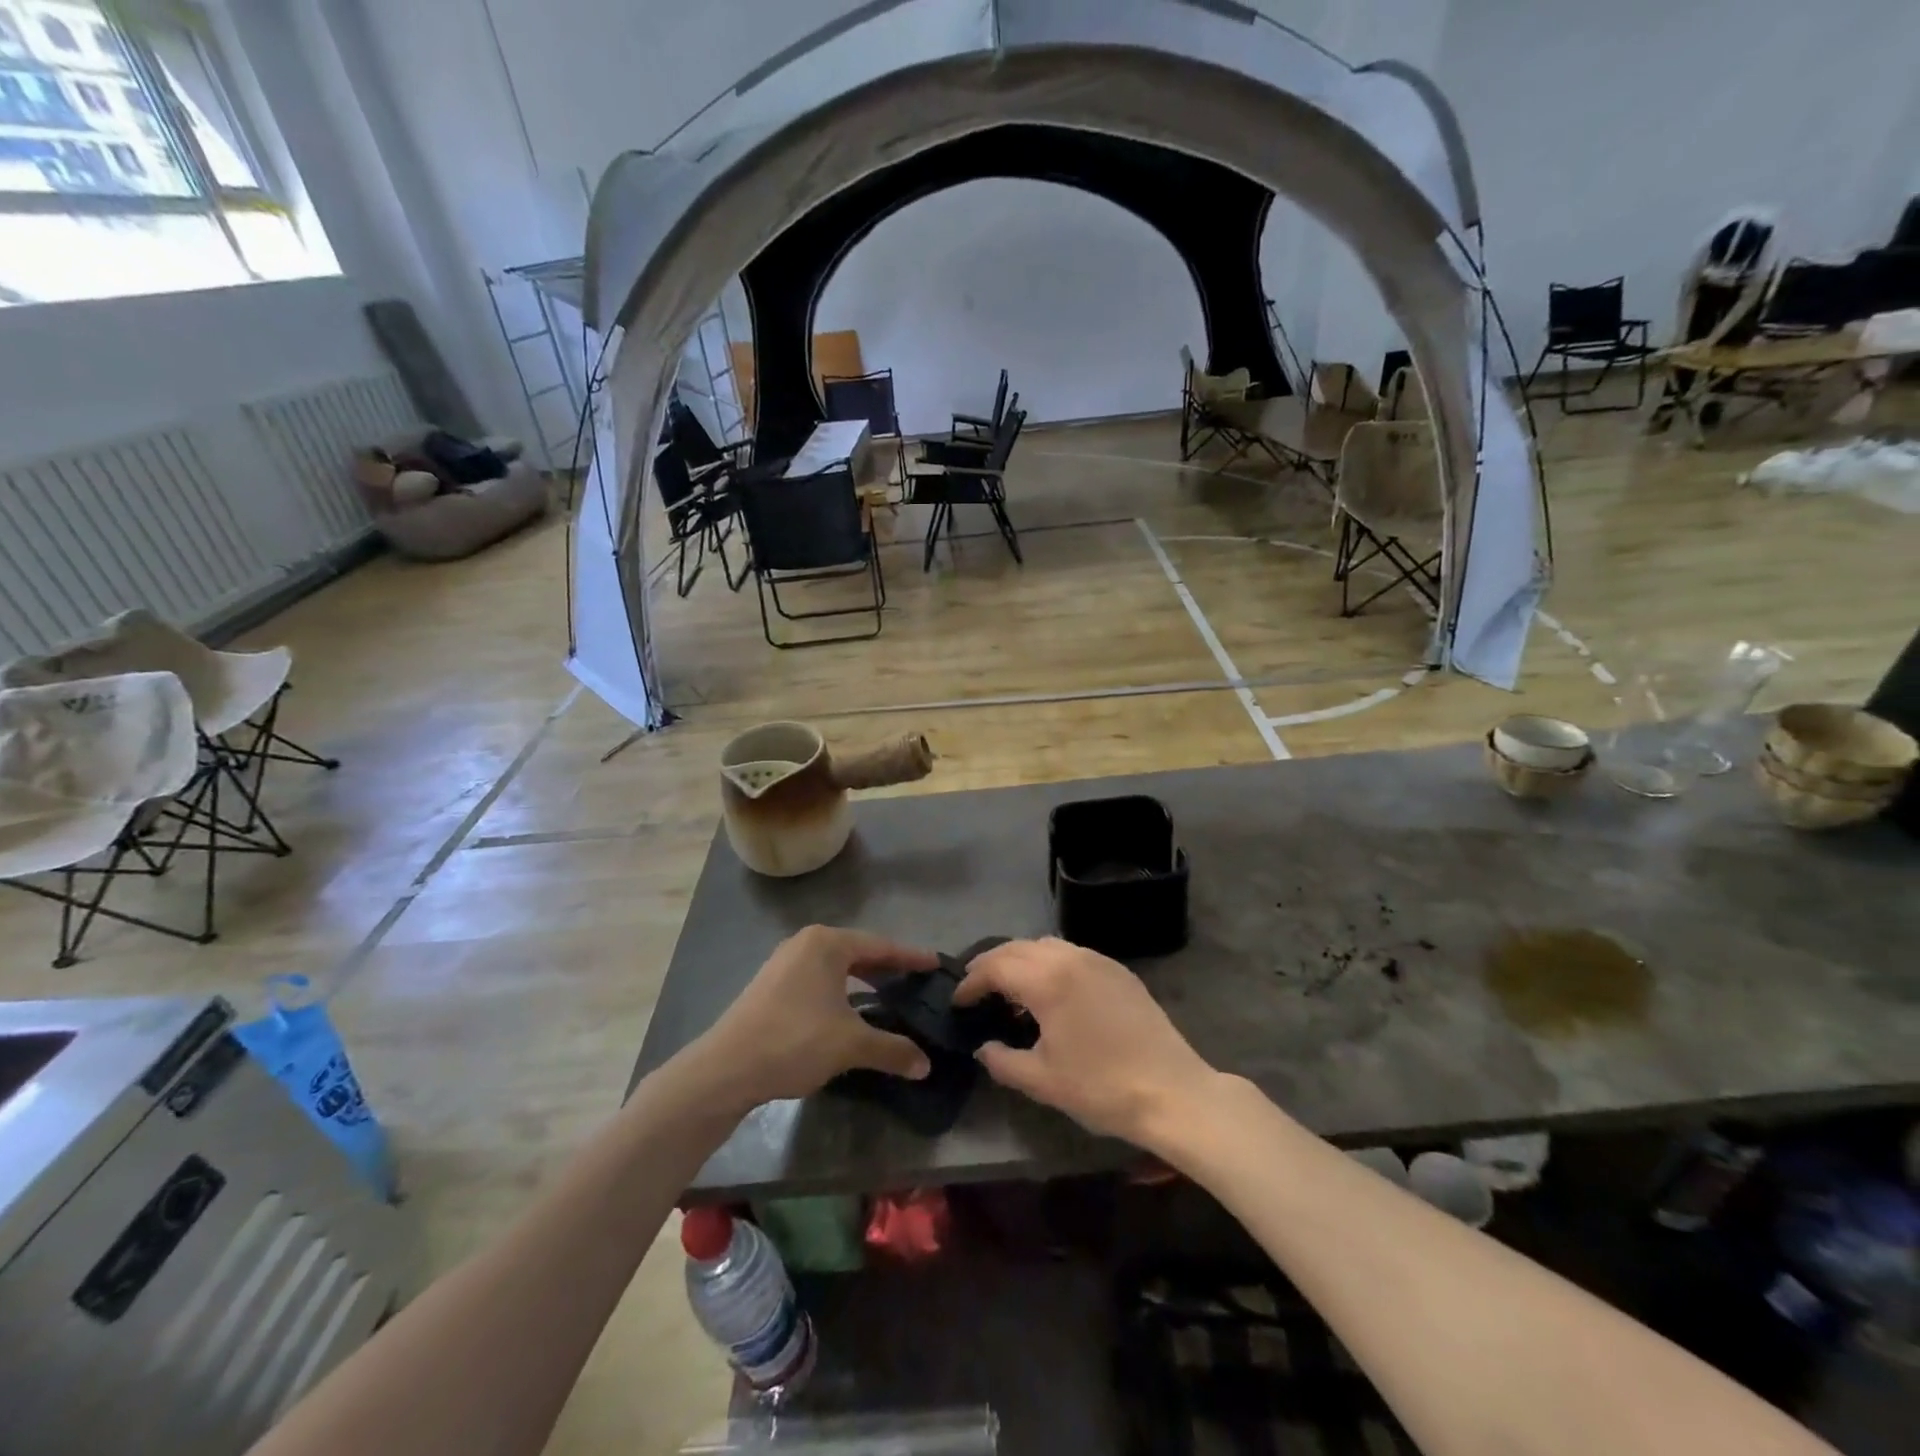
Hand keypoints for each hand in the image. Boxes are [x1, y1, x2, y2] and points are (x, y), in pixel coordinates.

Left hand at [688, 925, 937, 1112]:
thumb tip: (926, 1065)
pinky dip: (841, 989)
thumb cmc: (794, 1041)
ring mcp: (784, 963)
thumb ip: (892, 1049)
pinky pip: (818, 978)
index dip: (911, 957)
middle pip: (858, 951)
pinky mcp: (771, 985)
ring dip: (863, 980)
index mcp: (827, 944)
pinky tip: (849, 1011)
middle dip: (887, 967)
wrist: (724, 1069)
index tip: (936, 963)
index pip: (881, 946)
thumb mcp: (850, 1045)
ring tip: (888, 995)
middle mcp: (805, 943)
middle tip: (916, 980)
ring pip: (836, 966)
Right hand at [952, 938, 1217, 1146]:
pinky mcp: (1118, 971)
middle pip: (1018, 948)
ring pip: (1046, 945)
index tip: (958, 1001)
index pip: (995, 967)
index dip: (971, 981)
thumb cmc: (1101, 1087)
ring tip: (1010, 987)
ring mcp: (1098, 960)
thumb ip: (1003, 1061)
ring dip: (1021, 959)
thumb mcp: (1043, 1081)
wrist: (1172, 1091)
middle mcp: (1070, 958)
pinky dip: (1050, 963)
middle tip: (975, 986)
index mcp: (1047, 980)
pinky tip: (1051, 991)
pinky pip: (1072, 954)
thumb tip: (983, 1048)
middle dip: (991, 963)